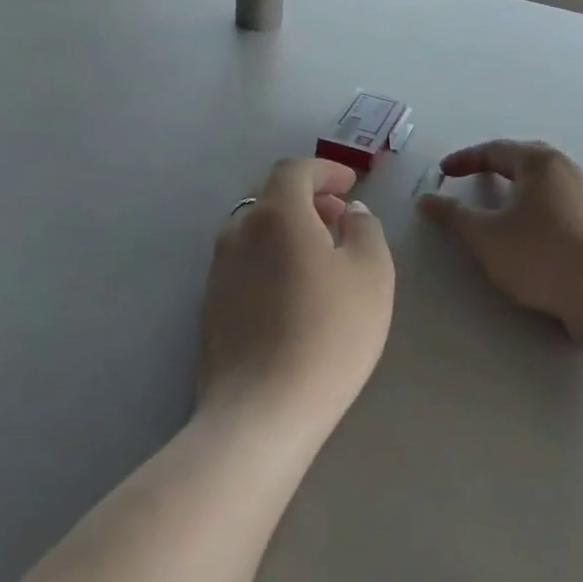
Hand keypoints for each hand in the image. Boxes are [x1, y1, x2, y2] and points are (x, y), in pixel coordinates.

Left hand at [197, 159, 394, 438]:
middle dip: (307, 198)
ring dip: (287, 229)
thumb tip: (350, 212)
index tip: (350, 184)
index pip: (294, 170)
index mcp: (276, 215)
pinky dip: (270, 257)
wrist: (261, 412)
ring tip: (320, 255)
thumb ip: (365, 230)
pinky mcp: (211, 307)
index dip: (325, 170)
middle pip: (270, 197)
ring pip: (254, 230)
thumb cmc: (328, 333)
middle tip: (339, 217)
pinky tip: (293, 292)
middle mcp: (238, 233)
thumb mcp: (371, 274)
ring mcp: (218, 271)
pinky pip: (244, 263)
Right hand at [418, 140, 582, 343]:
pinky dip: (536, 207)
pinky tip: (529, 229)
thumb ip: (453, 215)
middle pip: (524, 160)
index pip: (495, 150)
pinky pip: (558, 204)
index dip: (465, 160)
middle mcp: (567, 170)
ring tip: (498, 203)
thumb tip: (425, 198)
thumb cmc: (538, 254)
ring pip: (544, 182)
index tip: (442, 172)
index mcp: (540, 163)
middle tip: (472, 177)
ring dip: (518, 187)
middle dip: (495, 166)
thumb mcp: (485, 237)